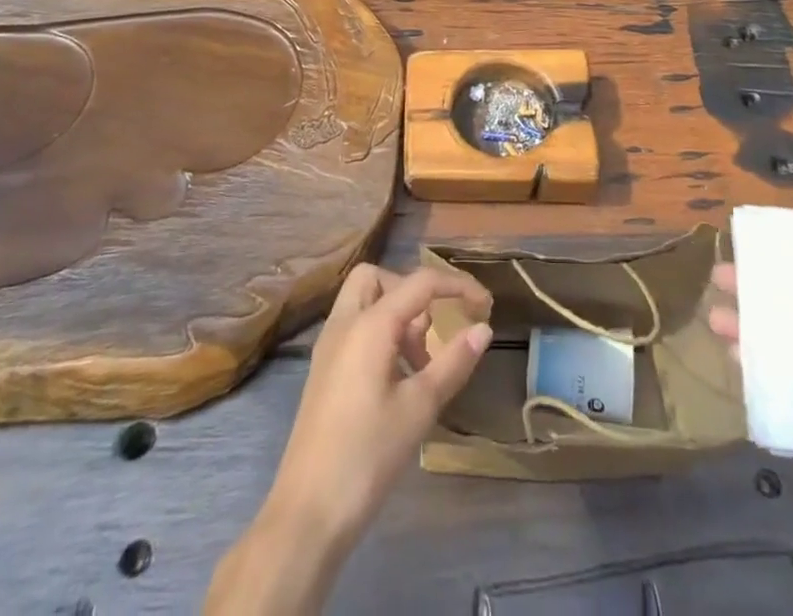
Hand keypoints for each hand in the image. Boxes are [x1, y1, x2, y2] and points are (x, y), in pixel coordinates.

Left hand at [205, 265, 492, 614]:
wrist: (307, 514)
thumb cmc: (367, 455)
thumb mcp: (420, 408)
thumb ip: (453, 362)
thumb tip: (483, 328)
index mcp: (370, 324)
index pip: (420, 282)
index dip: (457, 286)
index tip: (486, 305)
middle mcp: (345, 323)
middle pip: (378, 278)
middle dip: (412, 291)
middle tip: (434, 330)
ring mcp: (329, 347)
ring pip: (364, 302)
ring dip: (396, 315)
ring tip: (420, 364)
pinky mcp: (323, 372)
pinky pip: (354, 328)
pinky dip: (379, 335)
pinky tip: (397, 381)